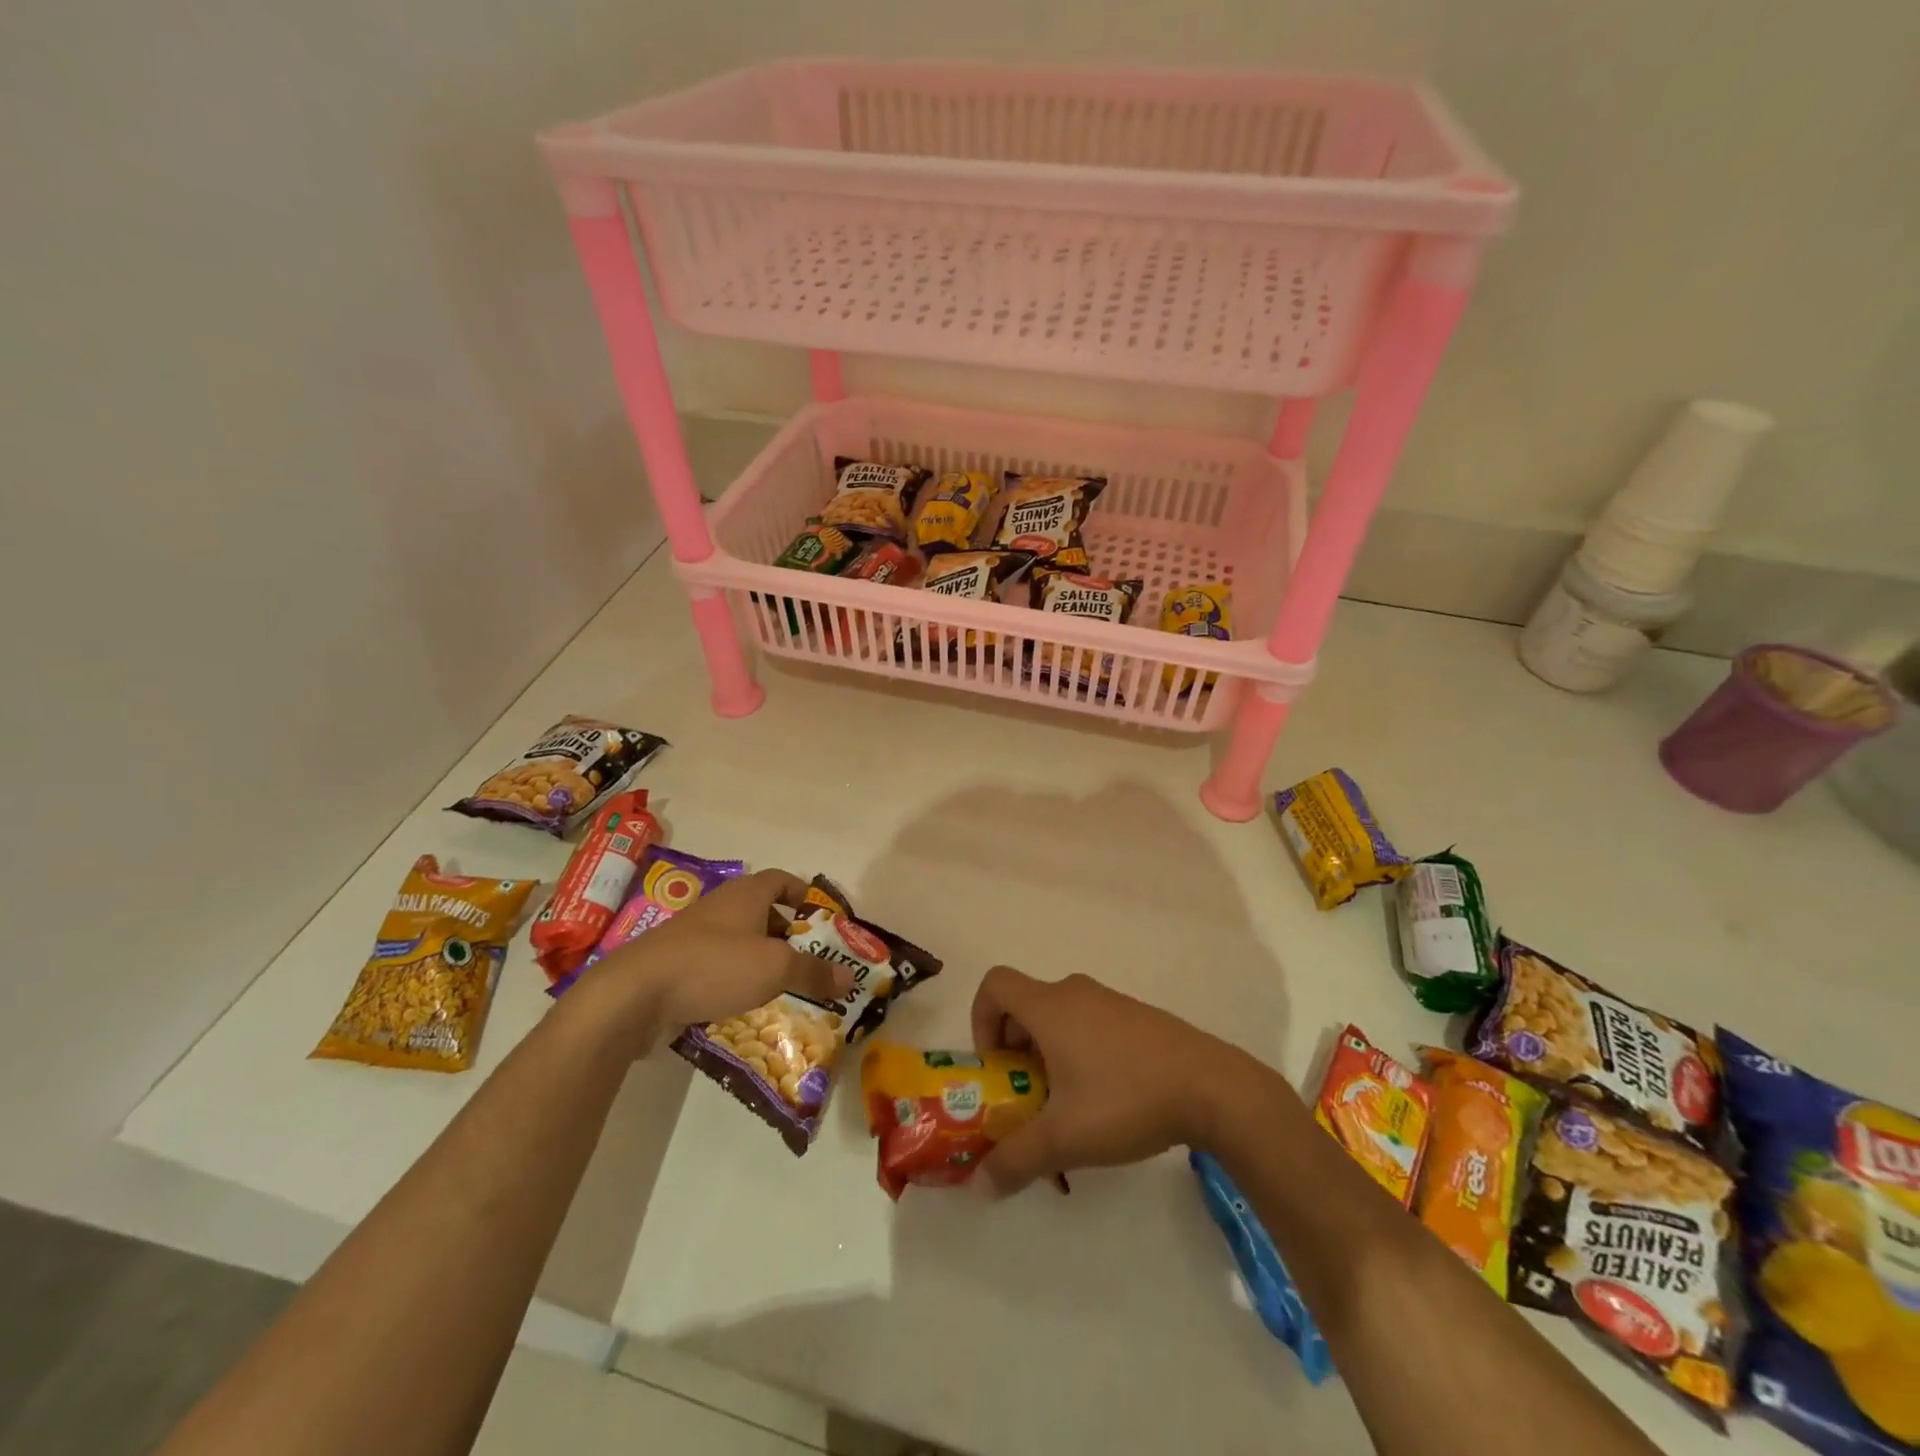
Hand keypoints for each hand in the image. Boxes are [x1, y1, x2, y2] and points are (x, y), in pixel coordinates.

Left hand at [579, 869, 853, 1051]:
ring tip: (787, 990)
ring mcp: (695, 938)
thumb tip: (850, 978)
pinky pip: (718, 971)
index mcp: (745, 894)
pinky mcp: (677, 968)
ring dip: (762, 963)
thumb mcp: (774, 967)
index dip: (805, 895)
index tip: (824, 919)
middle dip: (788, 937)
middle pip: (763, 914)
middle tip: (812, 963)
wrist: (634, 995)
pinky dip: (736, 984)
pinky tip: (748, 1009)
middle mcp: (721, 908)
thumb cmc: (714, 965)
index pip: (782, 881)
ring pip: (740, 945)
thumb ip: (814, 972)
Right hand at [970, 967, 1262, 1195]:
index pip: (995, 985)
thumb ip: (1016, 1160)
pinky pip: (1090, 1024)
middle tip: (1027, 1098)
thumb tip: (979, 1186)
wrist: (1213, 1088)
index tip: (996, 1066)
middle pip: (1026, 1005)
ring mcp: (1111, 1002)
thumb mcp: (1064, 1138)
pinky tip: (1107, 1101)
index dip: (981, 1020)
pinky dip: (1080, 1053)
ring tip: (1067, 1107)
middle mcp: (1076, 993)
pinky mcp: (1137, 1017)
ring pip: (1060, 1018)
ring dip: (1048, 1056)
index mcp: (1050, 1006)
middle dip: (1015, 1050)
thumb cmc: (1126, 1100)